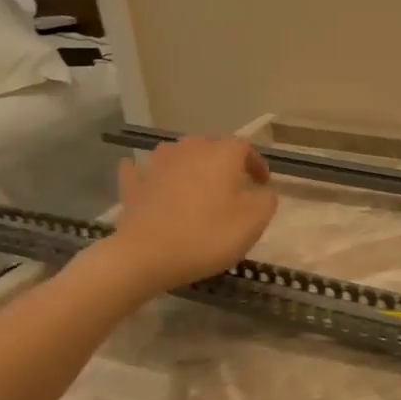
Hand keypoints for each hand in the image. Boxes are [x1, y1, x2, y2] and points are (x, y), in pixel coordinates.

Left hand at [100, 137, 277, 291]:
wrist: (147, 254)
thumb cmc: (208, 235)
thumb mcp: (254, 222)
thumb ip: (266, 201)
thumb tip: (263, 191)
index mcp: (221, 155)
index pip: (245, 148)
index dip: (256, 164)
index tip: (262, 183)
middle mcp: (189, 150)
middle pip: (210, 145)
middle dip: (224, 160)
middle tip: (233, 182)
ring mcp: (157, 164)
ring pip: (178, 153)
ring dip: (190, 163)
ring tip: (197, 182)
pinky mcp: (134, 183)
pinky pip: (144, 170)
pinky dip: (152, 174)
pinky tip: (153, 181)